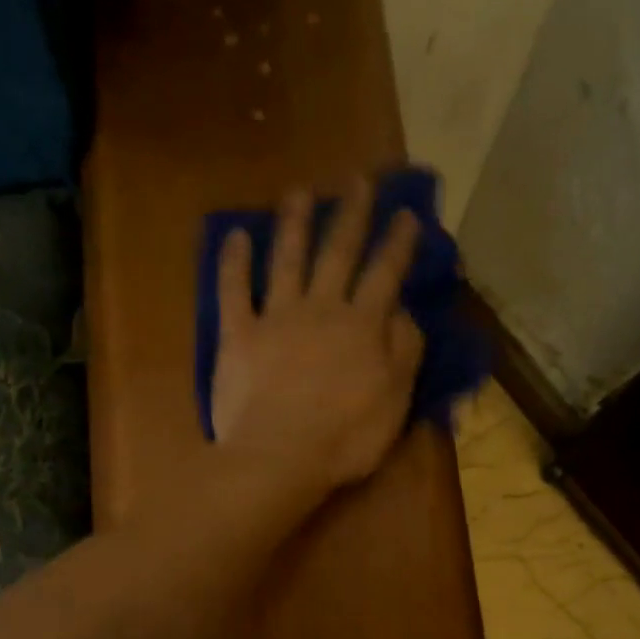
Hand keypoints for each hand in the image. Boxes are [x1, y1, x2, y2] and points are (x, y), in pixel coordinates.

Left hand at [210, 177, 425, 494]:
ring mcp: (276, 318)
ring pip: (287, 260)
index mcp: (362, 326)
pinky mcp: (238, 335)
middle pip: (337, 253)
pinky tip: (234, 235)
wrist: (279, 457)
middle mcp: (321, 309)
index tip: (406, 213)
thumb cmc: (344, 439)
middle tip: (357, 181)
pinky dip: (233, 262)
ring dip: (294, 223)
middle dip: (350, 215)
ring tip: (299, 192)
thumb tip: (404, 312)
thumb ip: (404, 352)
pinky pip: (233, 290)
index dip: (397, 242)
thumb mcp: (394, 401)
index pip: (385, 274)